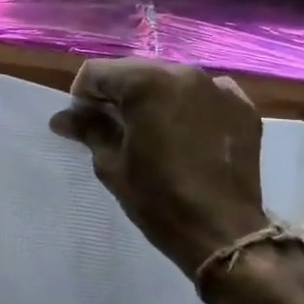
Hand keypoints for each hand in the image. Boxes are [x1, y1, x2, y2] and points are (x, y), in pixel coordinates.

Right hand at [49, 59, 268, 279]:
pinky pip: (204, 95)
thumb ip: (88, 130)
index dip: (82, 96)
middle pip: (134, 71)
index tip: (83, 124)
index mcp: (147, 83)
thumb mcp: (111, 164)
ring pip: (170, 80)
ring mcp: (218, 88)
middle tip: (112, 128)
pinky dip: (187, 107)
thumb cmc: (158, 198)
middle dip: (117, 94)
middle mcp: (184, 73)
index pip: (97, 72)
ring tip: (150, 132)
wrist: (221, 232)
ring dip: (152, 99)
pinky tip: (184, 135)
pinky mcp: (242, 107)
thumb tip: (61, 118)